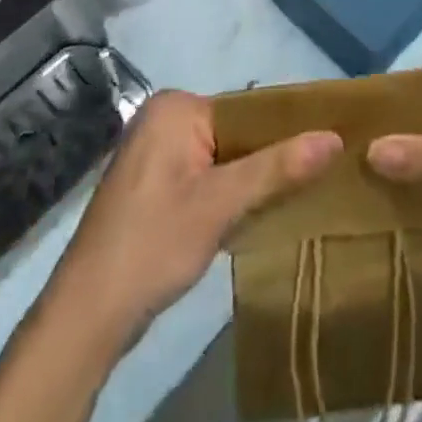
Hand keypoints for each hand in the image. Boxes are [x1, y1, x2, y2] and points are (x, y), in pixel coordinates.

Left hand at [51, 90, 341, 347]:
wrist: (87, 315)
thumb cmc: (154, 244)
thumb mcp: (221, 204)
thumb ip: (277, 168)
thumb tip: (335, 137)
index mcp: (175, 106)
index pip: (247, 109)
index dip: (286, 131)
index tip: (325, 152)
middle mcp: (163, 118)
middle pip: (235, 132)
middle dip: (268, 158)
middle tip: (315, 179)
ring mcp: (154, 152)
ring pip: (221, 156)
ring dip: (250, 178)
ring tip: (294, 195)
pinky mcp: (151, 184)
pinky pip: (204, 174)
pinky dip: (227, 192)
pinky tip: (253, 214)